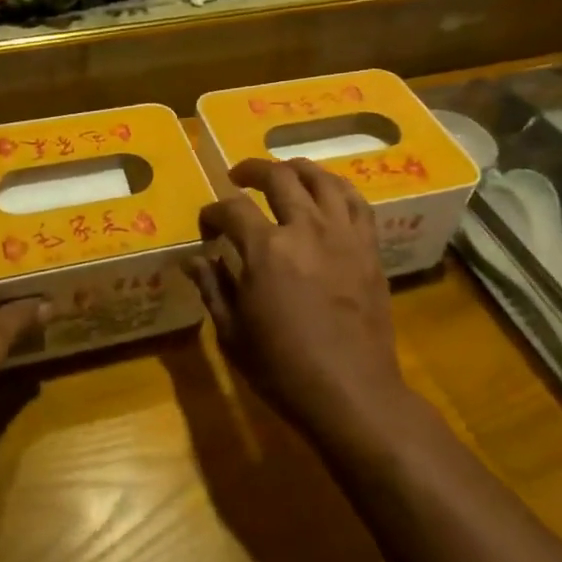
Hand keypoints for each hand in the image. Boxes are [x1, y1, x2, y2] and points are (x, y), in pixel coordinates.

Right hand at [185, 158, 411, 444]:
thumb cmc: (284, 368)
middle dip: (251, 171)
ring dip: (296, 169)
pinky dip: (337, 188)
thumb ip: (213, 287)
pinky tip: (327, 193)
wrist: (352, 393)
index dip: (212, 212)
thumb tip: (192, 260)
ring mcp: (342, 234)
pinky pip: (356, 201)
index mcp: (265, 249)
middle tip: (238, 178)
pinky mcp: (369, 247)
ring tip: (284, 173)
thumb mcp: (233, 332)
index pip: (231, 209)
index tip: (206, 227)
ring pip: (321, 179)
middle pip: (278, 178)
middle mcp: (305, 228)